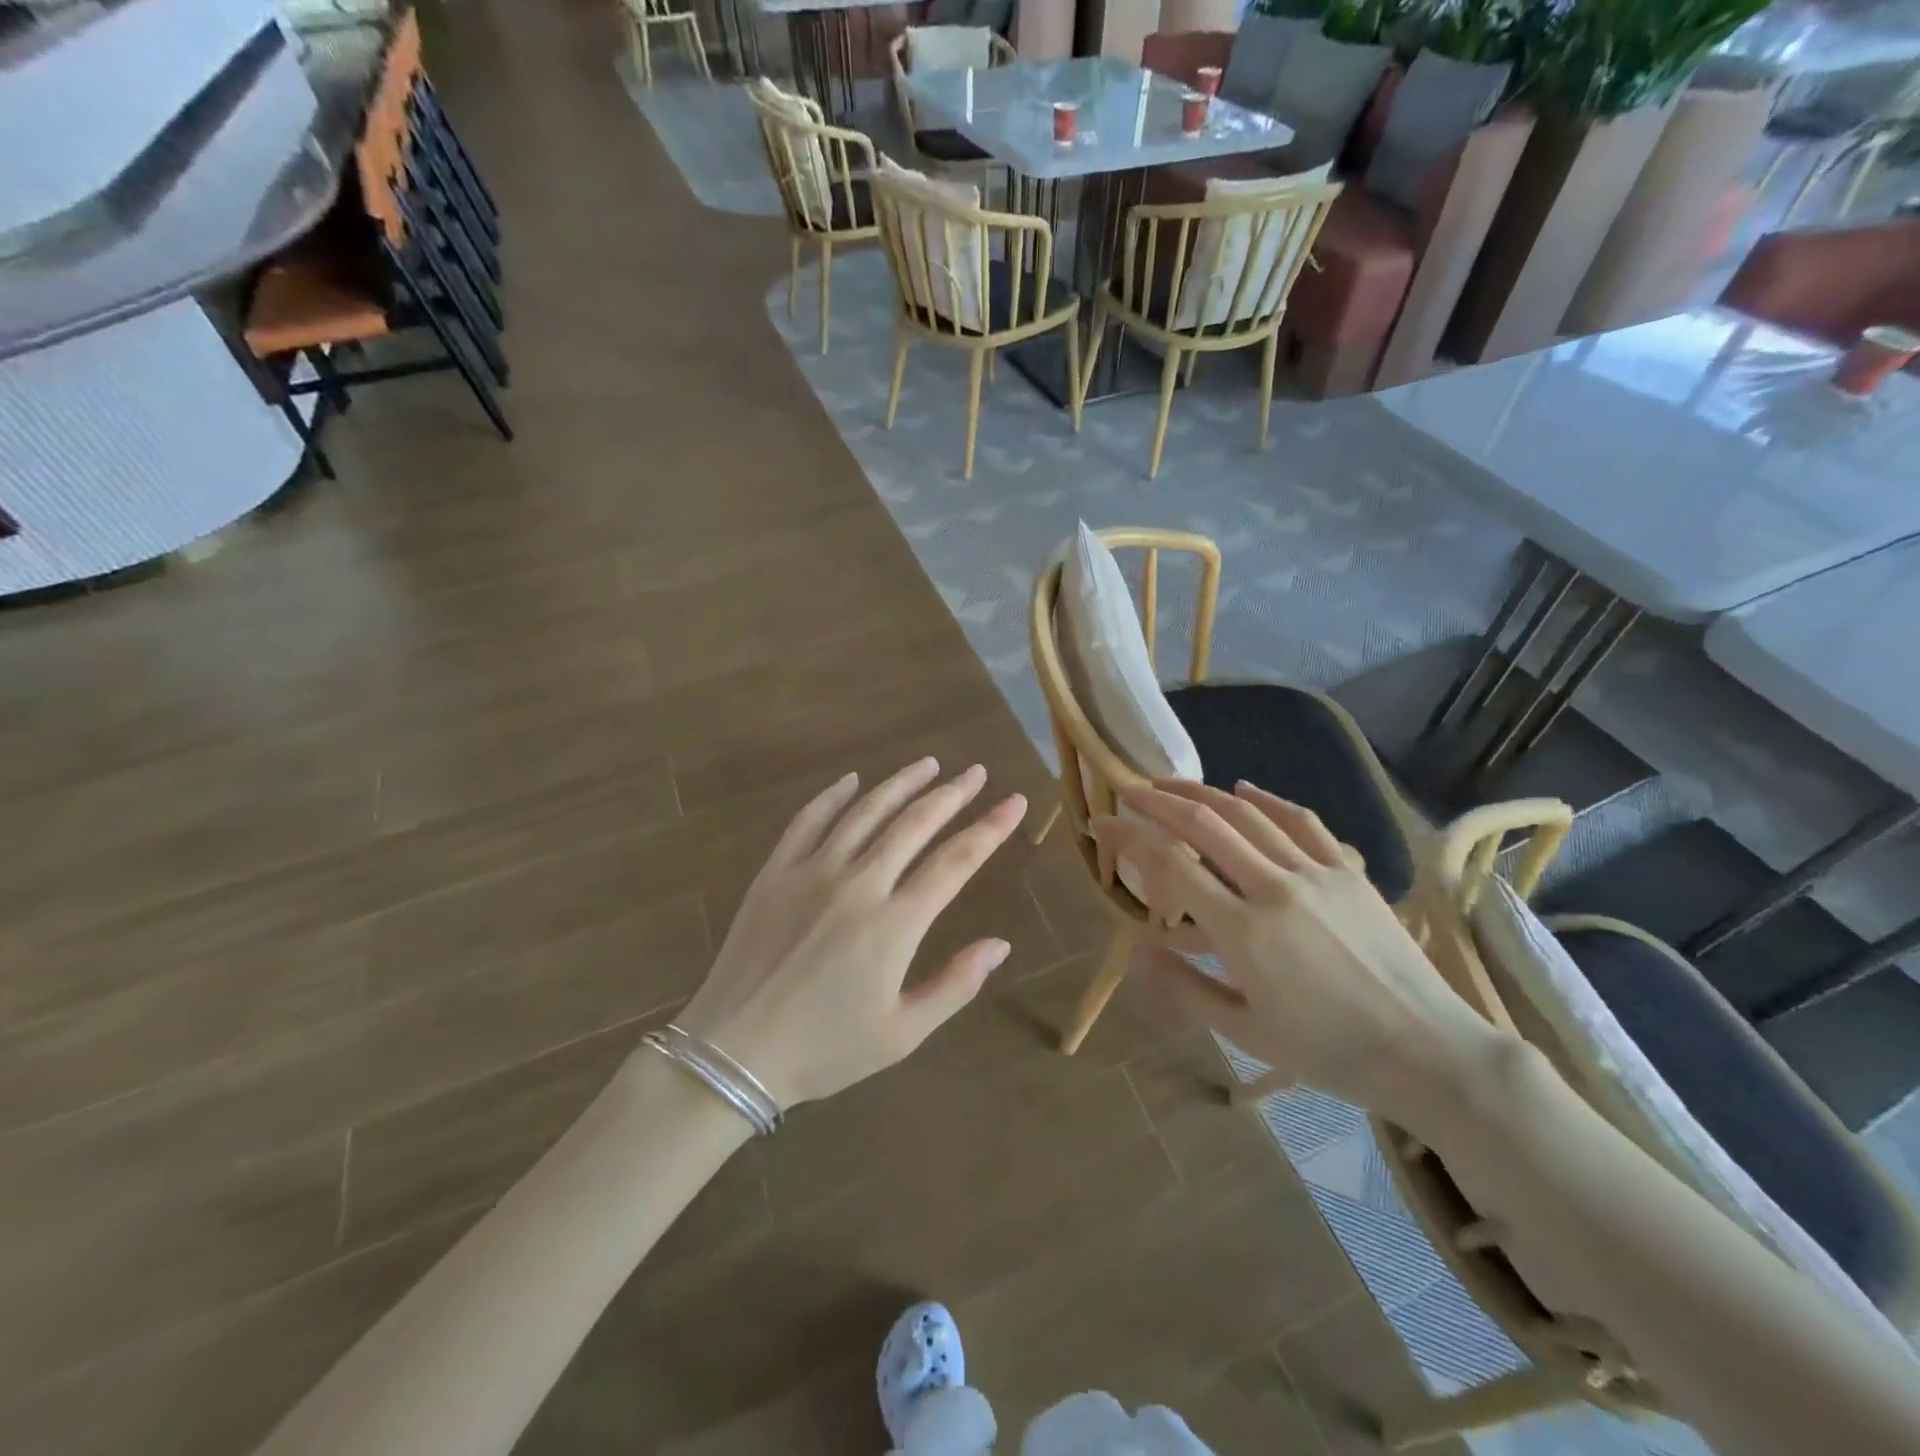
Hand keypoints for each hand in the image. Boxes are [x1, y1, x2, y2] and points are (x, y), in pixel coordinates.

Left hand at [673, 758, 1027, 1108]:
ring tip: (929, 764)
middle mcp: (858, 884)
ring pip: (865, 813)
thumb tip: (1000, 945)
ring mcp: (812, 872)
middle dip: (951, 794)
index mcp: (894, 924)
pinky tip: (851, 780)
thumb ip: (955, 985)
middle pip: (914, 824)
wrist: (733, 1052)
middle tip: (976, 772)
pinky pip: (808, 821)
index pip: (955, 862)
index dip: (990, 828)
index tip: (1015, 802)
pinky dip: (833, 796)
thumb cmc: (825, 1049)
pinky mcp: (775, 873)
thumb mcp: (902, 1034)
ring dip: (900, 784)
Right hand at [1092, 781, 1497, 1114]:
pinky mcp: (1349, 871)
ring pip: (1248, 814)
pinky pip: (1302, 821)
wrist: (1428, 1051)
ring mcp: (1316, 873)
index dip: (1128, 838)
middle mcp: (1274, 887)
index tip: (1100, 825)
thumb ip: (1185, 989)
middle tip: (1129, 791)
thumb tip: (1136, 953)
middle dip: (1159, 801)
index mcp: (1243, 932)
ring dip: (1203, 793)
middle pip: (1205, 825)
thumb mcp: (1246, 1033)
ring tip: (1171, 784)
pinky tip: (1245, 788)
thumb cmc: (1329, 1052)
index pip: (1170, 866)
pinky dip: (1268, 799)